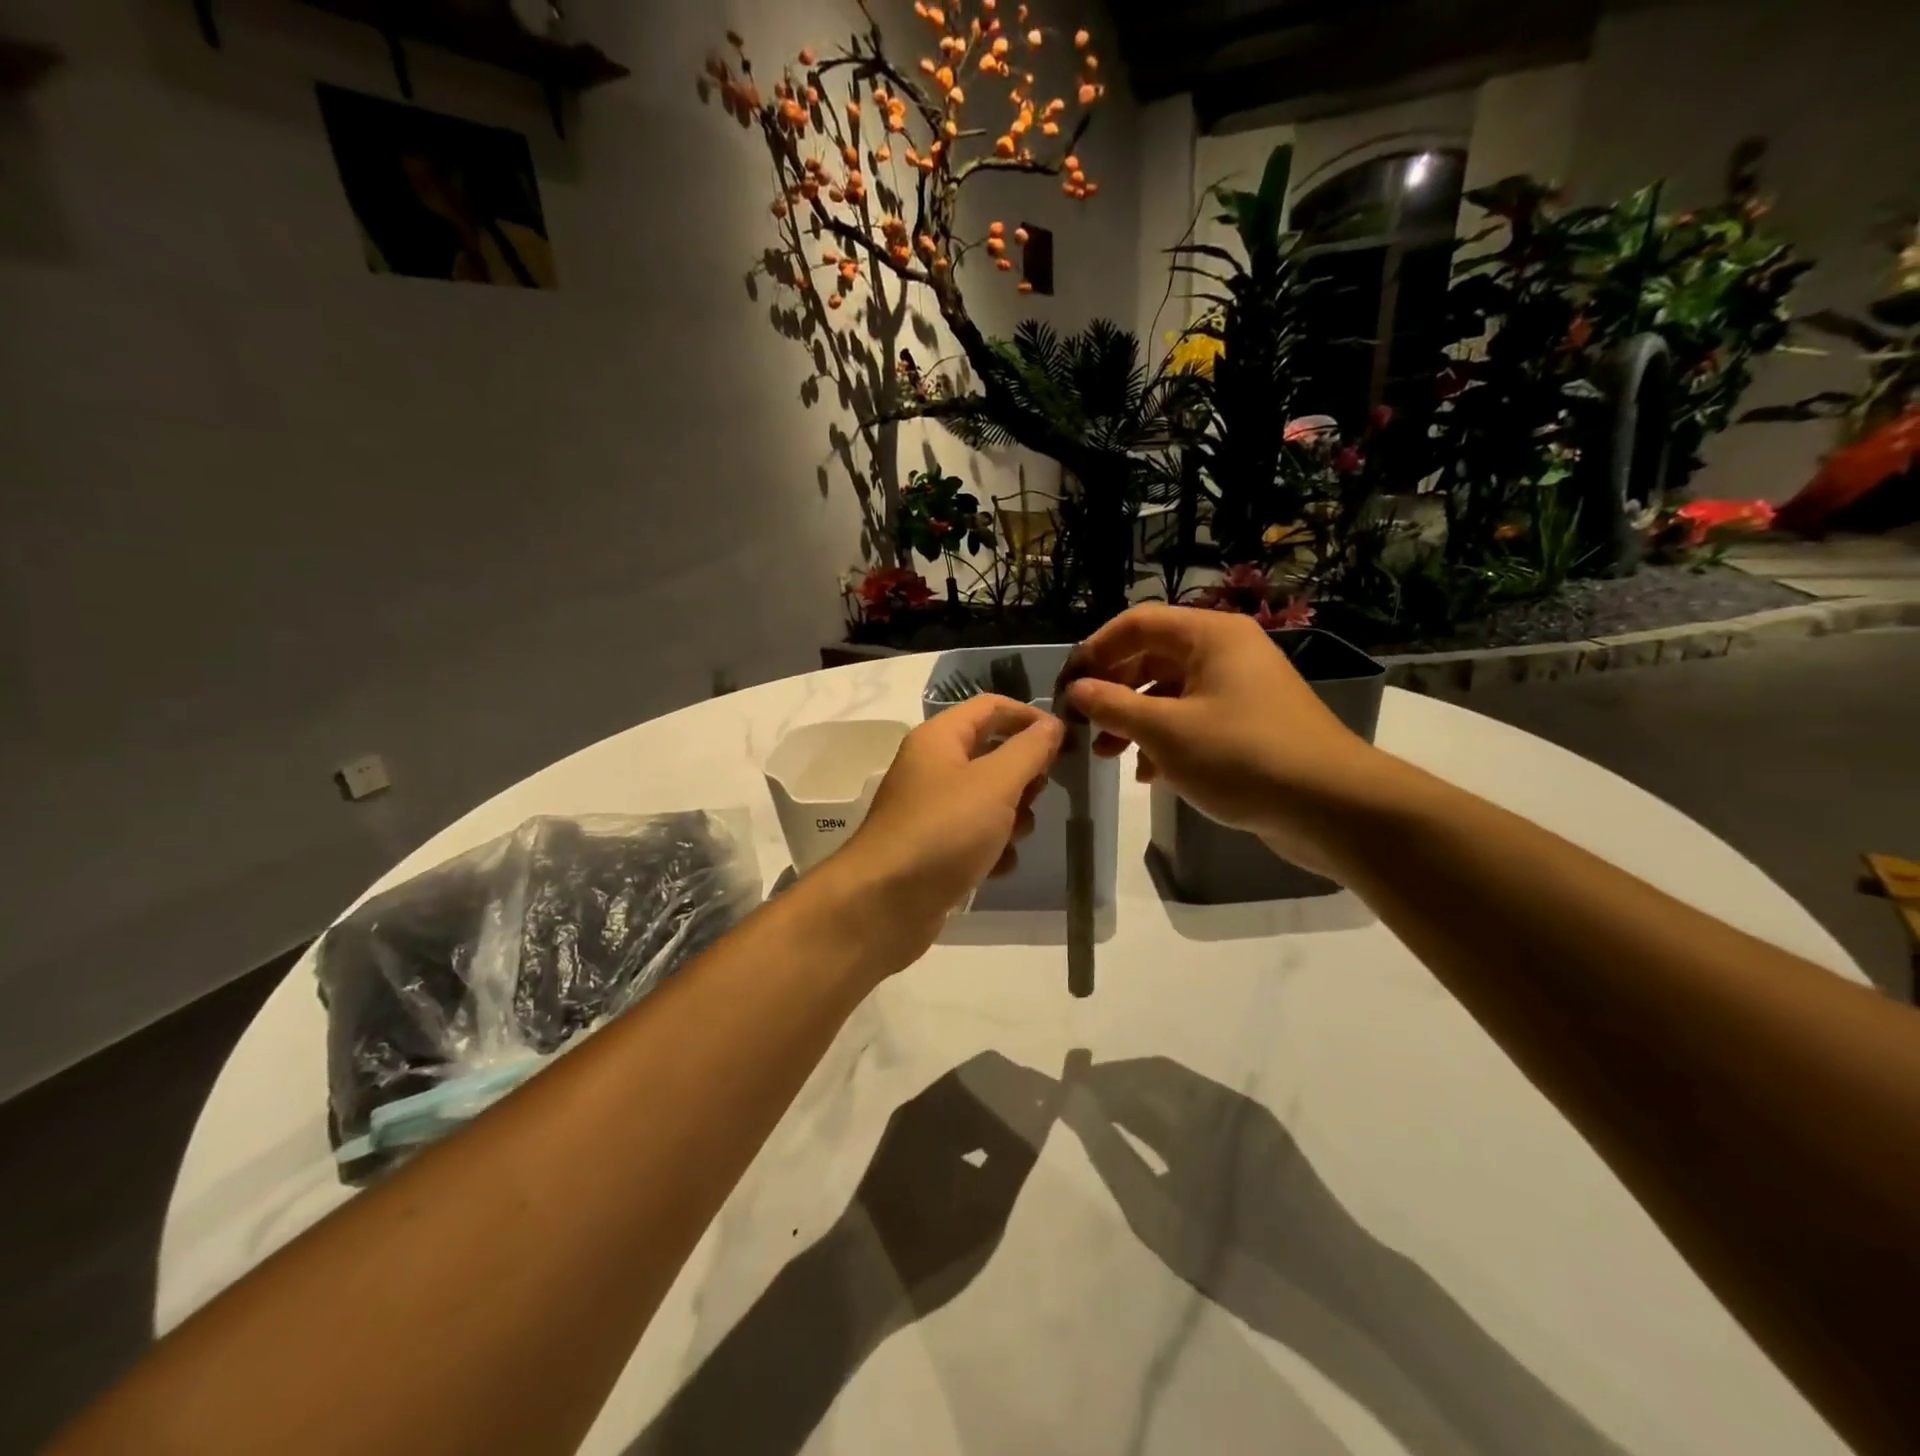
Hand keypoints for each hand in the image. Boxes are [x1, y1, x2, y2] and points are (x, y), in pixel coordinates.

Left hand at [830, 695, 1063, 964]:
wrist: (884, 905)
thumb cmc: (943, 831)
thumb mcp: (995, 783)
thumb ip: (1029, 750)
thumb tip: (1052, 723)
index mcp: (939, 738)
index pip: (991, 707)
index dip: (1029, 716)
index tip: (1067, 739)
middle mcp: (932, 767)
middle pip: (992, 753)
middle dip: (1023, 774)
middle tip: (1041, 794)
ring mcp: (932, 810)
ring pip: (989, 799)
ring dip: (1012, 816)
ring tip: (1014, 836)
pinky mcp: (934, 849)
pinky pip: (976, 837)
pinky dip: (992, 849)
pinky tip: (997, 867)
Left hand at [845, 1052, 1059, 1315]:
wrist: (858, 1278)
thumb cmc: (929, 1241)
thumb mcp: (986, 1203)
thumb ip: (1018, 1151)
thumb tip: (1044, 1107)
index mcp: (937, 1108)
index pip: (991, 1070)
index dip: (1026, 1081)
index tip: (1053, 1101)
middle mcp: (919, 1105)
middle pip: (974, 1080)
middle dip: (1010, 1095)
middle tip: (1041, 1124)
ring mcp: (906, 1126)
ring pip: (959, 1100)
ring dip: (992, 1112)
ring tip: (1020, 1143)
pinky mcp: (900, 1147)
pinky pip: (945, 1120)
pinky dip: (972, 1128)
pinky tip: (987, 1157)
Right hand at [1062, 605, 1382, 875]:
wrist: (1332, 806)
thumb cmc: (1242, 756)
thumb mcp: (1165, 731)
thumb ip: (1113, 706)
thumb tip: (1075, 690)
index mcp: (1209, 635)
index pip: (1135, 624)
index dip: (1094, 652)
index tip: (1065, 688)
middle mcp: (1225, 652)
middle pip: (1151, 656)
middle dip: (1112, 691)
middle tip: (1083, 725)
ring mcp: (1239, 688)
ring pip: (1169, 692)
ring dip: (1133, 720)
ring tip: (1107, 755)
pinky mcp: (1248, 724)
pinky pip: (1192, 719)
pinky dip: (1164, 740)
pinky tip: (1148, 773)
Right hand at [1062, 1057, 1628, 1455]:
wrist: (1339, 1296)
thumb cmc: (1239, 1257)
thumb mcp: (1159, 1214)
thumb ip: (1111, 1153)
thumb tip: (1073, 1102)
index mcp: (1199, 1107)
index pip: (1134, 1074)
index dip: (1095, 1080)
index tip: (1060, 1092)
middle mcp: (1223, 1096)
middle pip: (1155, 1076)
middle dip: (1114, 1086)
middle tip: (1075, 1107)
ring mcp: (1246, 1114)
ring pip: (1178, 1092)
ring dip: (1139, 1101)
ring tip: (1104, 1124)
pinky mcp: (1261, 1134)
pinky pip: (1200, 1110)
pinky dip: (1166, 1117)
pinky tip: (1150, 1142)